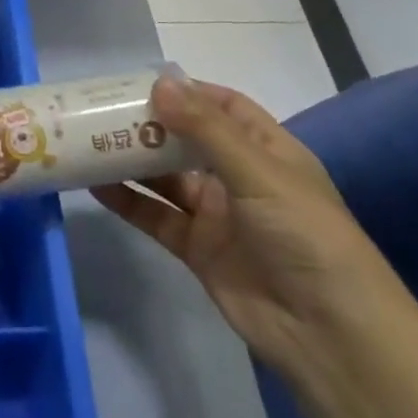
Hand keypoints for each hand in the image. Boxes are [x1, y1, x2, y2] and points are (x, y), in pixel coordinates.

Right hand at [93, 77, 410, 380]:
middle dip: (149, 124)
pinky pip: (156, 216)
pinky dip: (128, 201)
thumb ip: (206, 129)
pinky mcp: (197, 249)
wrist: (329, 335)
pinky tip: (95, 185)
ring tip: (89, 141)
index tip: (141, 82)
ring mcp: (217, 215)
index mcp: (267, 151)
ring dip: (132, 160)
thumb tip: (160, 82)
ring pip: (166, 178)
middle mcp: (240, 177)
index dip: (187, 91)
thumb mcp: (259, 172)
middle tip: (101, 109)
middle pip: (186, 140)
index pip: (224, 107)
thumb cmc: (305, 236)